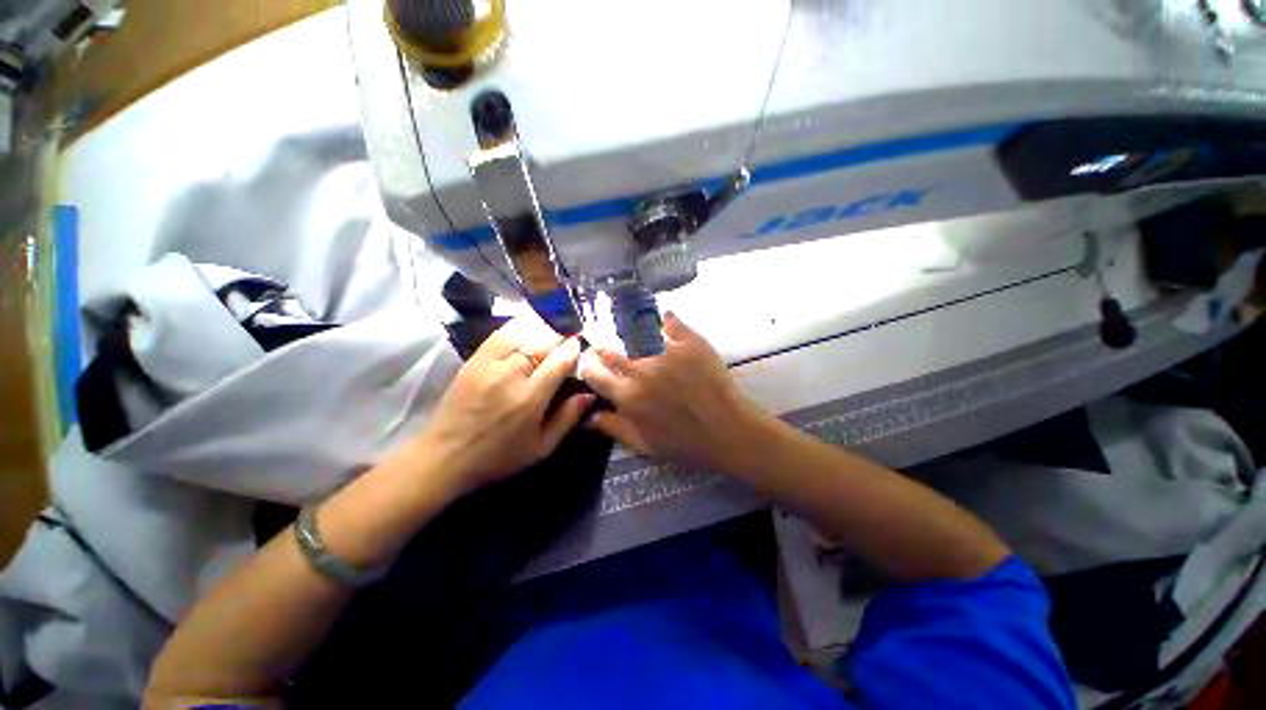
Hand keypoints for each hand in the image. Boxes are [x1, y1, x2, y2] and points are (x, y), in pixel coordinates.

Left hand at [412, 317, 592, 494]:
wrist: (445, 456)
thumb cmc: (499, 456)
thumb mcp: (541, 447)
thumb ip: (568, 419)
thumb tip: (589, 395)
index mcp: (530, 398)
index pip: (559, 361)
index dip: (572, 349)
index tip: (579, 346)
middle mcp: (511, 375)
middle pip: (542, 343)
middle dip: (558, 339)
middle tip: (565, 343)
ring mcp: (489, 365)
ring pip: (522, 334)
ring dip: (539, 333)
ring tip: (546, 338)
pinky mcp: (473, 360)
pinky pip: (500, 335)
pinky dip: (516, 330)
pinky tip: (524, 334)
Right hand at [580, 312, 769, 473]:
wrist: (728, 431)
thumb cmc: (685, 443)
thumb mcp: (644, 445)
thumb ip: (614, 428)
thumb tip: (589, 416)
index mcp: (627, 397)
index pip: (595, 374)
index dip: (588, 367)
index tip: (590, 363)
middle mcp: (641, 371)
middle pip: (611, 351)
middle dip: (602, 348)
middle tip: (605, 347)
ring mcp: (666, 353)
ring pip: (635, 333)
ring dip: (628, 333)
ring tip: (629, 333)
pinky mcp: (689, 342)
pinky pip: (671, 322)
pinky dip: (665, 319)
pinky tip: (663, 319)